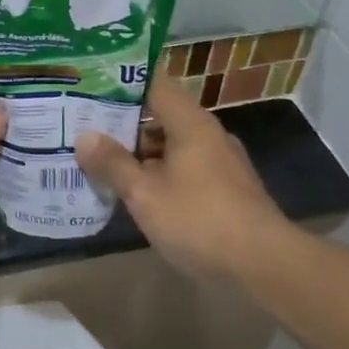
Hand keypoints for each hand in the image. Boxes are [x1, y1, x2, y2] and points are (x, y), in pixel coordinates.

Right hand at [74, 78, 287, 283]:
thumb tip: (84, 137)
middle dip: (123, 123)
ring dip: (139, 153)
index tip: (90, 86)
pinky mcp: (225, 190)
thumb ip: (113, 164)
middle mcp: (208, 135)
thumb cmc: (200, 220)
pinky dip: (158, 173)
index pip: (155, 84)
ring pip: (172, 146)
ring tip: (101, 162)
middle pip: (161, 116)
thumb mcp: (146, 194)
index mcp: (191, 124)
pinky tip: (135, 193)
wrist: (264, 265)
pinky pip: (184, 169)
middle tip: (84, 128)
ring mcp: (220, 163)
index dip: (122, 82)